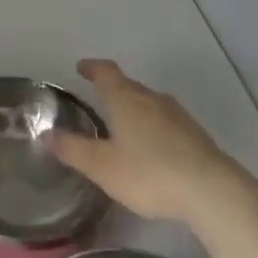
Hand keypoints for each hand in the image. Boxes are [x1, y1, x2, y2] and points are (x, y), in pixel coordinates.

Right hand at [51, 59, 257, 232]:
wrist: (211, 190)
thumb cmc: (150, 173)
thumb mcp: (103, 166)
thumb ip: (73, 149)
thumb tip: (46, 132)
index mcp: (126, 99)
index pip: (106, 73)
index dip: (92, 68)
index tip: (82, 67)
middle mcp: (151, 98)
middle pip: (129, 85)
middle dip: (113, 88)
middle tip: (99, 97)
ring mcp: (177, 115)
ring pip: (150, 102)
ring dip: (135, 107)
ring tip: (125, 123)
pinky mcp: (195, 134)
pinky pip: (166, 120)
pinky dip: (153, 125)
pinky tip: (153, 146)